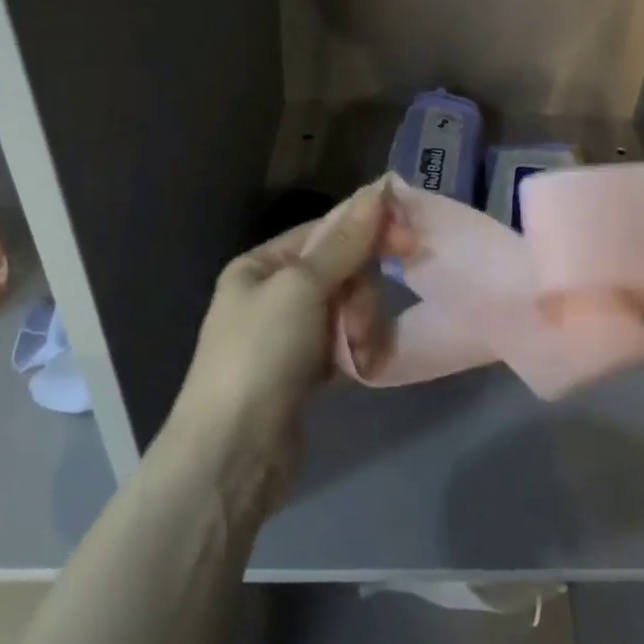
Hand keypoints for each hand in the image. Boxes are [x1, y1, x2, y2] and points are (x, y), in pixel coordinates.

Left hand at [170, 179, 390, 484]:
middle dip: (361, 294)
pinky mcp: (305, 369)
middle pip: (342, 271)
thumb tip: (377, 190)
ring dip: (361, 326)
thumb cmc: (262, 354)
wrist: (234, 453)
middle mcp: (274, 293)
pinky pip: (345, 342)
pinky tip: (360, 368)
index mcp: (262, 265)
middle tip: (362, 322)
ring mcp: (289, 333)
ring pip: (349, 308)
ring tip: (357, 355)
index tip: (410, 242)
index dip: (368, 231)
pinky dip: (356, 351)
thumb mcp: (301, 288)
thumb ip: (345, 243)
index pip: (327, 231)